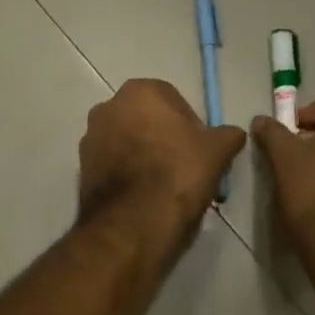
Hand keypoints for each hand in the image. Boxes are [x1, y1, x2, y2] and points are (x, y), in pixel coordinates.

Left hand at [78, 79, 245, 238]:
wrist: (133, 223)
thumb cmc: (178, 174)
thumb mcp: (217, 151)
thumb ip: (228, 135)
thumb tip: (233, 134)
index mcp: (140, 91)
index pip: (173, 100)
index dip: (190, 125)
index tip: (200, 150)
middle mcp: (108, 106)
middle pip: (147, 120)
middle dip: (164, 138)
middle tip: (185, 166)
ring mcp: (90, 138)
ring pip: (128, 142)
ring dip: (144, 156)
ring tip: (165, 186)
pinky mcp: (81, 169)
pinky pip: (113, 165)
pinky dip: (127, 175)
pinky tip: (144, 197)